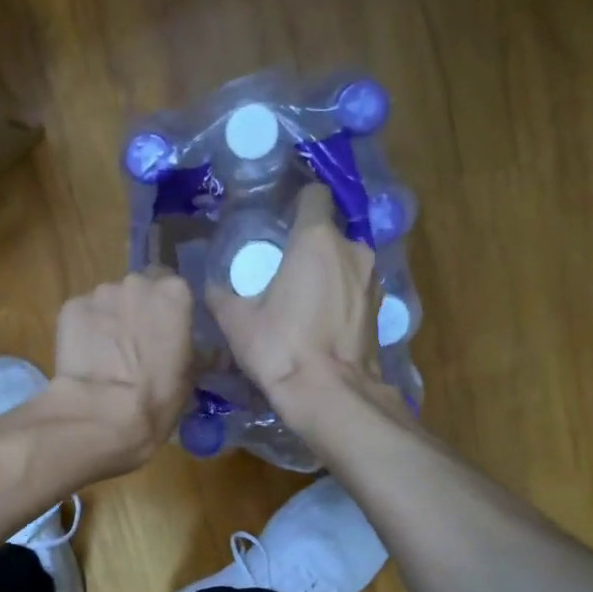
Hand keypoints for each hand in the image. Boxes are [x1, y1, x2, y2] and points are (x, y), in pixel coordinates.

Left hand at [43, 268, 194, 475]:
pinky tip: (86, 356)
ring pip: (108, 301)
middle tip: (137, 343)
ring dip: (110, 319)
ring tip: (108, 354)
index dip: (168, 310)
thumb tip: (203, 348)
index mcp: (174, 293)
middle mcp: (137, 283)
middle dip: (137, 310)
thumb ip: (196, 348)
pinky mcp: (70, 308)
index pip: (174, 287)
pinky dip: (85, 330)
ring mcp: (100, 293)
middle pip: (139, 289)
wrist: (103, 414)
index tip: (166, 331)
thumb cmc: (157, 397)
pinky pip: (82, 315)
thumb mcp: (191, 374)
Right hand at [207, 184, 389, 428]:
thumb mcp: (237, 322)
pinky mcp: (382, 308)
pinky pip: (356, 288)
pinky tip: (323, 321)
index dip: (297, 203)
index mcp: (316, 239)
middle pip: (329, 232)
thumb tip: (210, 286)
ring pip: (346, 261)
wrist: (329, 395)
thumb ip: (221, 295)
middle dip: (309, 245)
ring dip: (328, 272)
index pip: (313, 195)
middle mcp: (352, 249)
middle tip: (284, 269)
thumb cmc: (280, 348)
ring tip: (304, 298)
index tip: (280, 221)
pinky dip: (342, 296)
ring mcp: (372, 278)